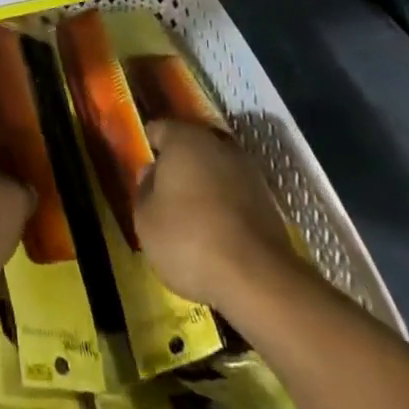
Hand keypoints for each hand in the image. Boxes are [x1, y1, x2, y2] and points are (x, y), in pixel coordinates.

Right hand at [134, 119, 296, 306]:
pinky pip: (235, 195)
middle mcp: (218, 145)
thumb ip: (143, 190)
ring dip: (203, 186)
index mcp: (183, 139)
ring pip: (215, 171)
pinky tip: (216, 233)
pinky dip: (224, 207)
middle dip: (177, 166)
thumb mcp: (146, 219)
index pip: (158, 130)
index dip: (147, 147)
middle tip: (163, 194)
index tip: (140, 167)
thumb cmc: (188, 239)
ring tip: (190, 218)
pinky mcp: (268, 201)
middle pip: (190, 148)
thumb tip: (152, 173)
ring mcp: (248, 172)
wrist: (258, 278)